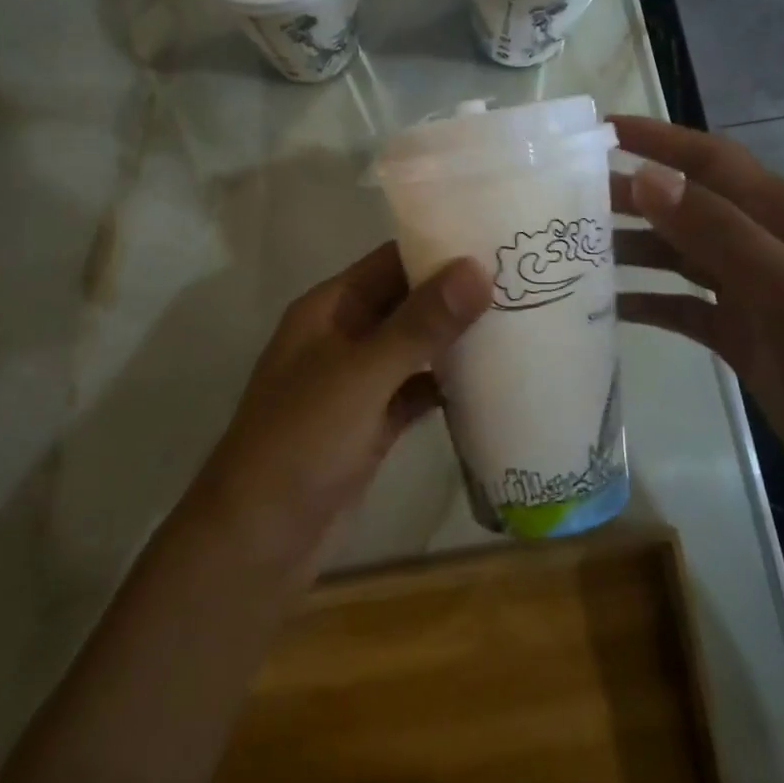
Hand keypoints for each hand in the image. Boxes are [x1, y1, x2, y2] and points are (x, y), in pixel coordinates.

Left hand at [187, 243, 492, 568]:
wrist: (259, 541)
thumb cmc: (302, 440)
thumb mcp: (362, 375)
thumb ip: (421, 323)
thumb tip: (477, 267)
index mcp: (330, 309)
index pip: (390, 260)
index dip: (439, 247)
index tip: (497, 241)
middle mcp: (343, 337)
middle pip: (407, 302)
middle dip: (456, 295)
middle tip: (524, 282)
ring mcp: (358, 383)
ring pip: (414, 349)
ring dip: (455, 341)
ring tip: (520, 323)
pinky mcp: (372, 425)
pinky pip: (415, 392)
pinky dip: (446, 387)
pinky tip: (492, 383)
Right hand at [610, 116, 783, 529]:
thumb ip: (719, 231)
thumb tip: (648, 176)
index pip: (711, 160)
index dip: (659, 139)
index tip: (600, 129)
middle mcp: (764, 244)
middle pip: (686, 205)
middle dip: (631, 195)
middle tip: (564, 197)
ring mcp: (750, 292)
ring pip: (677, 255)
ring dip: (630, 248)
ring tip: (573, 249)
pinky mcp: (739, 335)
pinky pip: (680, 305)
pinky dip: (644, 301)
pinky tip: (603, 307)